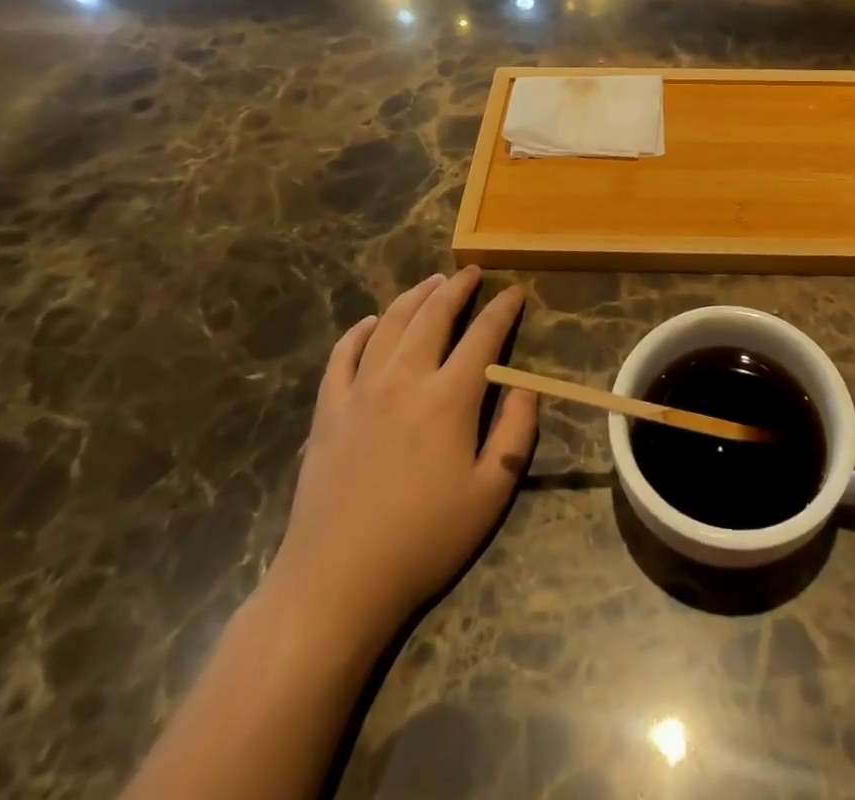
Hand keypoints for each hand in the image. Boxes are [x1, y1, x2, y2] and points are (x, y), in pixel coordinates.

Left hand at [264, 267, 536, 647]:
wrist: (336, 581)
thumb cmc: (424, 540)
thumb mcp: (491, 494)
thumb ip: (517, 434)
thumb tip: (526, 386)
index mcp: (449, 398)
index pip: (483, 336)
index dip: (502, 309)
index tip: (514, 292)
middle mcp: (405, 379)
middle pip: (433, 316)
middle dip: (456, 288)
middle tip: (471, 273)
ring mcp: (360, 391)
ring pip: (389, 324)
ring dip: (414, 297)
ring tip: (430, 282)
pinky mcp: (328, 410)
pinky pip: (343, 355)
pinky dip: (359, 331)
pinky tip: (371, 322)